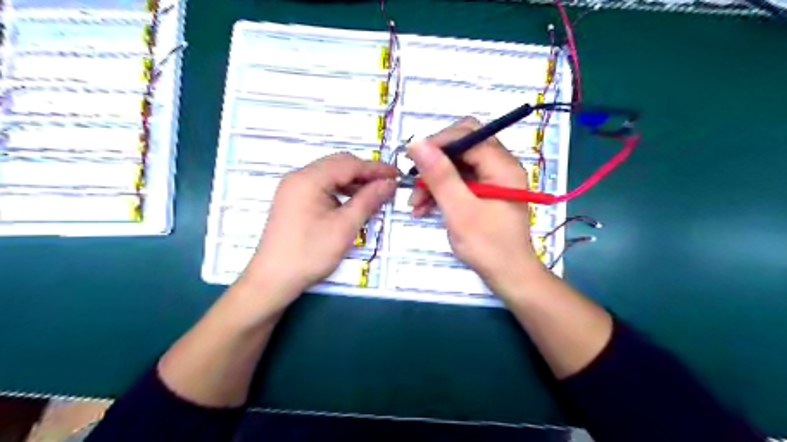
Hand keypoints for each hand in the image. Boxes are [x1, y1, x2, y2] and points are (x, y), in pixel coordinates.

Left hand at [240, 154, 396, 309]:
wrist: (273, 279)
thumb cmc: (310, 253)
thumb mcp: (345, 227)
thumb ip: (368, 200)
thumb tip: (389, 183)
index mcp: (309, 179)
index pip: (349, 164)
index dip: (376, 168)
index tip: (397, 175)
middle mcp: (299, 176)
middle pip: (338, 164)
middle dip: (365, 172)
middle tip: (387, 185)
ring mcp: (293, 187)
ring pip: (330, 174)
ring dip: (353, 181)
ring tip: (374, 194)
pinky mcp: (293, 199)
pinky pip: (322, 186)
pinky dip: (340, 190)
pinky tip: (353, 202)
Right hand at [406, 115, 548, 297]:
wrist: (509, 276)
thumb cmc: (488, 246)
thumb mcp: (460, 211)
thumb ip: (440, 176)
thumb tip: (417, 143)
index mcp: (502, 165)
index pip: (468, 134)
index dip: (438, 142)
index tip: (412, 160)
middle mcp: (500, 166)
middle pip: (462, 147)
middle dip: (434, 162)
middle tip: (414, 181)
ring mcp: (493, 179)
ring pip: (457, 165)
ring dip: (434, 180)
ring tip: (415, 203)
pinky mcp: (485, 192)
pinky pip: (459, 181)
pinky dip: (441, 191)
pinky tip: (424, 207)